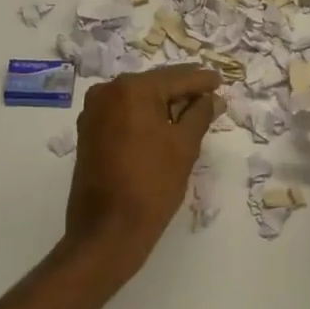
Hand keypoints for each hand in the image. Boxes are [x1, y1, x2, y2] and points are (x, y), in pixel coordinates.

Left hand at [65, 64, 220, 274]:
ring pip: (138, 99)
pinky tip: (165, 124)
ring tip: (193, 109)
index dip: (201, 80)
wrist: (107, 230)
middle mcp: (107, 92)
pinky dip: (145, 116)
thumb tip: (213, 98)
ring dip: (164, 103)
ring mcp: (93, 112)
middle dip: (182, 90)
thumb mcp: (184, 146)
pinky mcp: (89, 132)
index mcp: (131, 89)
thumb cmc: (152, 184)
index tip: (220, 80)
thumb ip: (200, 114)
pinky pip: (124, 113)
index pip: (176, 78)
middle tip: (210, 94)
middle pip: (154, 84)